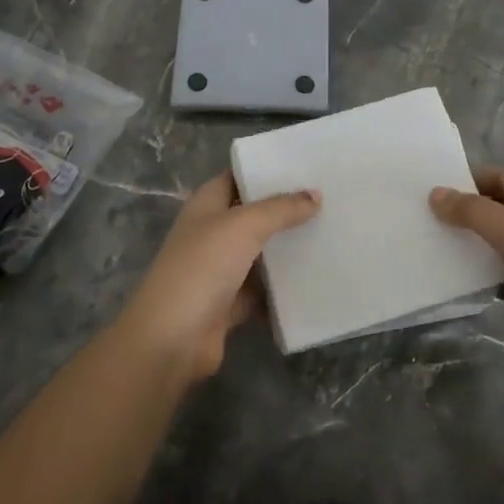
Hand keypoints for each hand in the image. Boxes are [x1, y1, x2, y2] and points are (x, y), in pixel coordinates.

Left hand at [119, 170, 319, 380]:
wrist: (172, 339)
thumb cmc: (202, 267)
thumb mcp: (243, 226)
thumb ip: (281, 209)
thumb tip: (315, 195)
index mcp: (206, 205)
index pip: (238, 176)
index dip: (266, 169)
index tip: (305, 164)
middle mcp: (212, 232)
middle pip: (254, 214)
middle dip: (286, 208)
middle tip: (329, 197)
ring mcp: (221, 269)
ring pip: (262, 252)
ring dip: (289, 247)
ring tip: (332, 231)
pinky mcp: (232, 303)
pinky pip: (265, 288)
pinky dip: (285, 286)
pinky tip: (317, 276)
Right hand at [430, 166, 503, 382]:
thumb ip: (472, 211)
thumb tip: (435, 193)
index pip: (498, 177)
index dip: (465, 180)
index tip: (429, 189)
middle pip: (497, 209)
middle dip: (463, 213)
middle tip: (422, 218)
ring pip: (497, 244)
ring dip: (470, 245)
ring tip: (429, 245)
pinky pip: (501, 275)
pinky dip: (481, 275)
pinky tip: (452, 279)